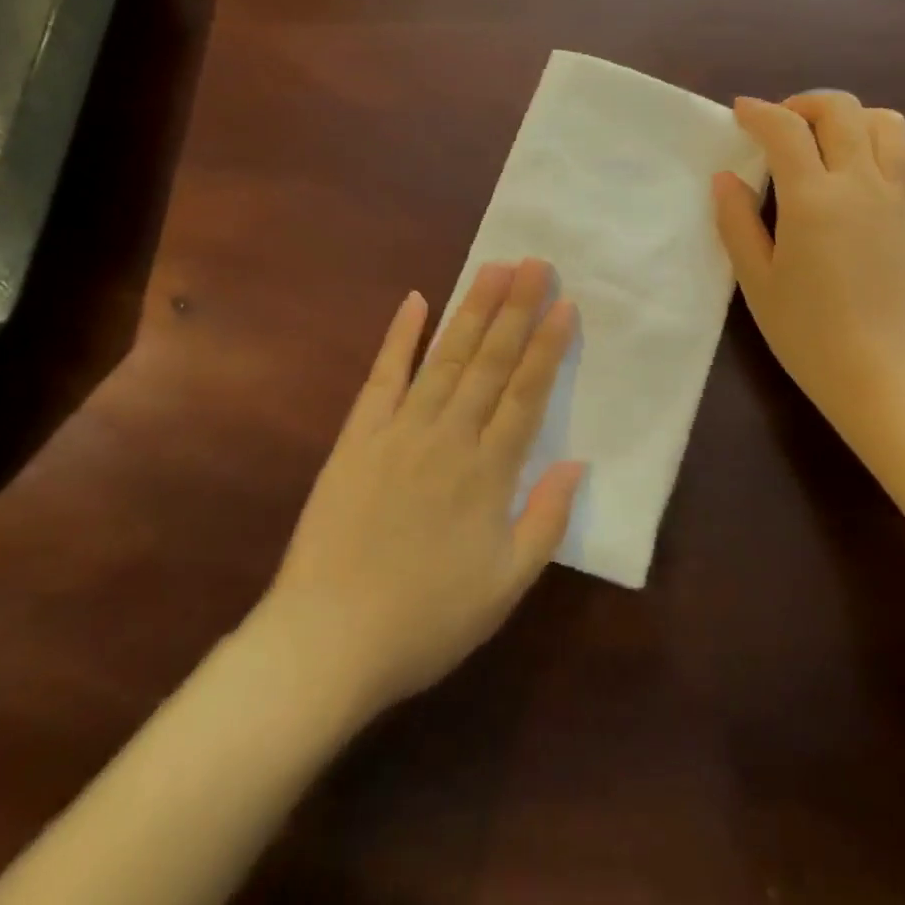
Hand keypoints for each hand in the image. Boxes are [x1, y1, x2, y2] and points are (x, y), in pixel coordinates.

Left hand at [266, 259, 585, 716]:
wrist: (327, 642)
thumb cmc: (426, 620)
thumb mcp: (505, 587)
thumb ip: (546, 521)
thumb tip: (577, 462)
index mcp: (489, 472)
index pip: (527, 393)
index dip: (547, 345)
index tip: (563, 303)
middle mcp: (449, 437)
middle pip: (490, 362)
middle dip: (516, 308)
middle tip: (535, 262)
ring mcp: (400, 431)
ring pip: (446, 358)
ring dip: (472, 310)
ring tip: (493, 269)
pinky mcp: (358, 437)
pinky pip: (382, 377)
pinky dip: (399, 337)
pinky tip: (415, 301)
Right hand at [712, 92, 904, 439]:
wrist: (884, 377)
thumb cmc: (808, 334)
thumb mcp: (756, 281)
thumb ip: (737, 222)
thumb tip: (726, 178)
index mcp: (813, 198)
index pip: (785, 129)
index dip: (758, 112)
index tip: (740, 112)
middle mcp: (861, 184)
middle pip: (842, 110)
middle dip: (805, 104)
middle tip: (781, 125)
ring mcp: (899, 199)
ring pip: (889, 124)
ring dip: (854, 119)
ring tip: (828, 141)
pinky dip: (898, 152)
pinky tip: (876, 171)